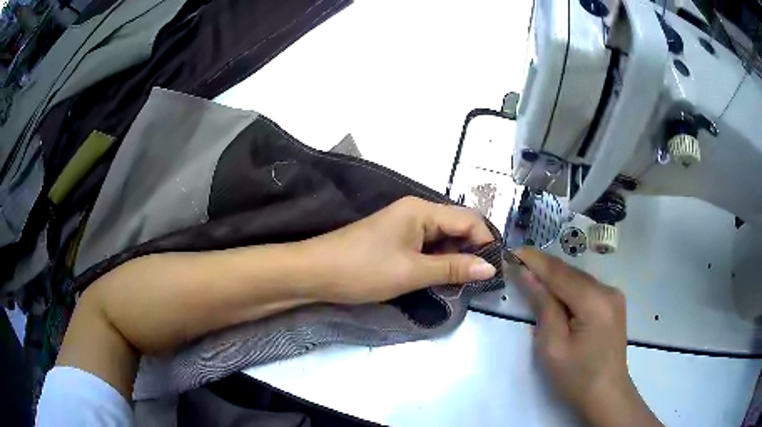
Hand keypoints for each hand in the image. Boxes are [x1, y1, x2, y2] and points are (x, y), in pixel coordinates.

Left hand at [301, 196, 497, 303]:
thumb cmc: (363, 269)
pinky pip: (426, 248)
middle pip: (457, 226)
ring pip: (442, 239)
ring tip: (464, 283)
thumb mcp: (412, 272)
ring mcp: (404, 227)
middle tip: (481, 281)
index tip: (495, 271)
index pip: (469, 219)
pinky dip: (437, 262)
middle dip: (471, 251)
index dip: (485, 242)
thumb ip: (453, 268)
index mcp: (422, 210)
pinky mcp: (395, 241)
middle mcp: (416, 212)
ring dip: (455, 259)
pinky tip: (441, 279)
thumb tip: (491, 267)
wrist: (314, 273)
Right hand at [515, 248, 661, 426]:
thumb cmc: (576, 377)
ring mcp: (614, 296)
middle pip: (570, 273)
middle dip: (543, 267)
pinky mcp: (613, 304)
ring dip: (555, 278)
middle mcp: (608, 290)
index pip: (560, 273)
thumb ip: (543, 306)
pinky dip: (567, 288)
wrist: (606, 395)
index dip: (534, 260)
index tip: (510, 251)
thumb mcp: (553, 347)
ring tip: (531, 276)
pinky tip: (555, 294)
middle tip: (516, 263)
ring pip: (578, 279)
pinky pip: (586, 289)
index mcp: (594, 301)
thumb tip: (528, 275)